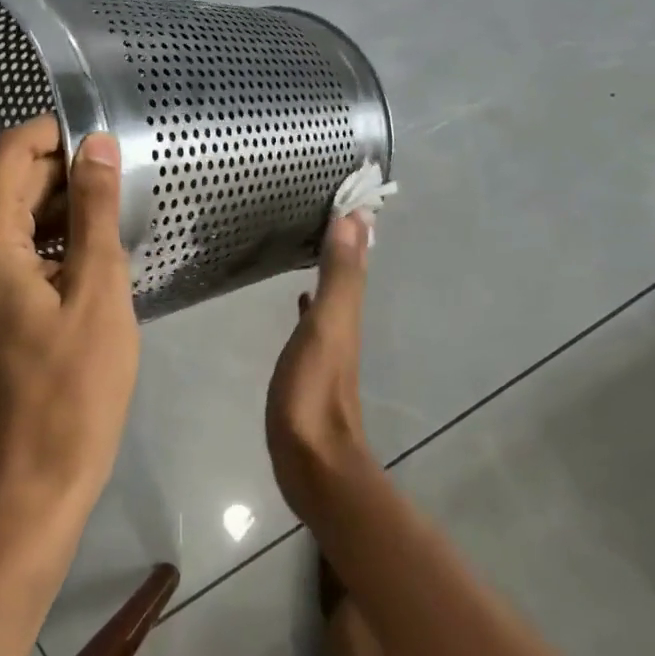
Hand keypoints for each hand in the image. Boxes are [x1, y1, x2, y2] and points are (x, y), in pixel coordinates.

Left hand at [0, 115, 139, 522]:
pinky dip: (57, 241)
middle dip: (68, 172)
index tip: (108, 141)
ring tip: (119, 215)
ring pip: (21, 216)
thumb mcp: (98, 290)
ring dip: (67, 207)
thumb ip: (96, 210)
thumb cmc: (74, 386)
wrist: (37, 477)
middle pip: (15, 183)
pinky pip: (21, 250)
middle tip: (126, 182)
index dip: (57, 133)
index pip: (13, 152)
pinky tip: (98, 253)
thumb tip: (98, 143)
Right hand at [266, 213, 374, 520]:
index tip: (347, 194)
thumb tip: (354, 218)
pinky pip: (313, 319)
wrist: (312, 461)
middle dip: (342, 242)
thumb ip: (339, 276)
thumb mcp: (328, 327)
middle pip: (347, 273)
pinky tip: (299, 298)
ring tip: (313, 241)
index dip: (354, 228)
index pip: (355, 258)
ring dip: (327, 267)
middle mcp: (343, 325)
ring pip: (331, 294)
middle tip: (329, 209)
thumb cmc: (314, 391)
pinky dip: (310, 301)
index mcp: (347, 312)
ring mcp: (327, 347)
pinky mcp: (309, 366)